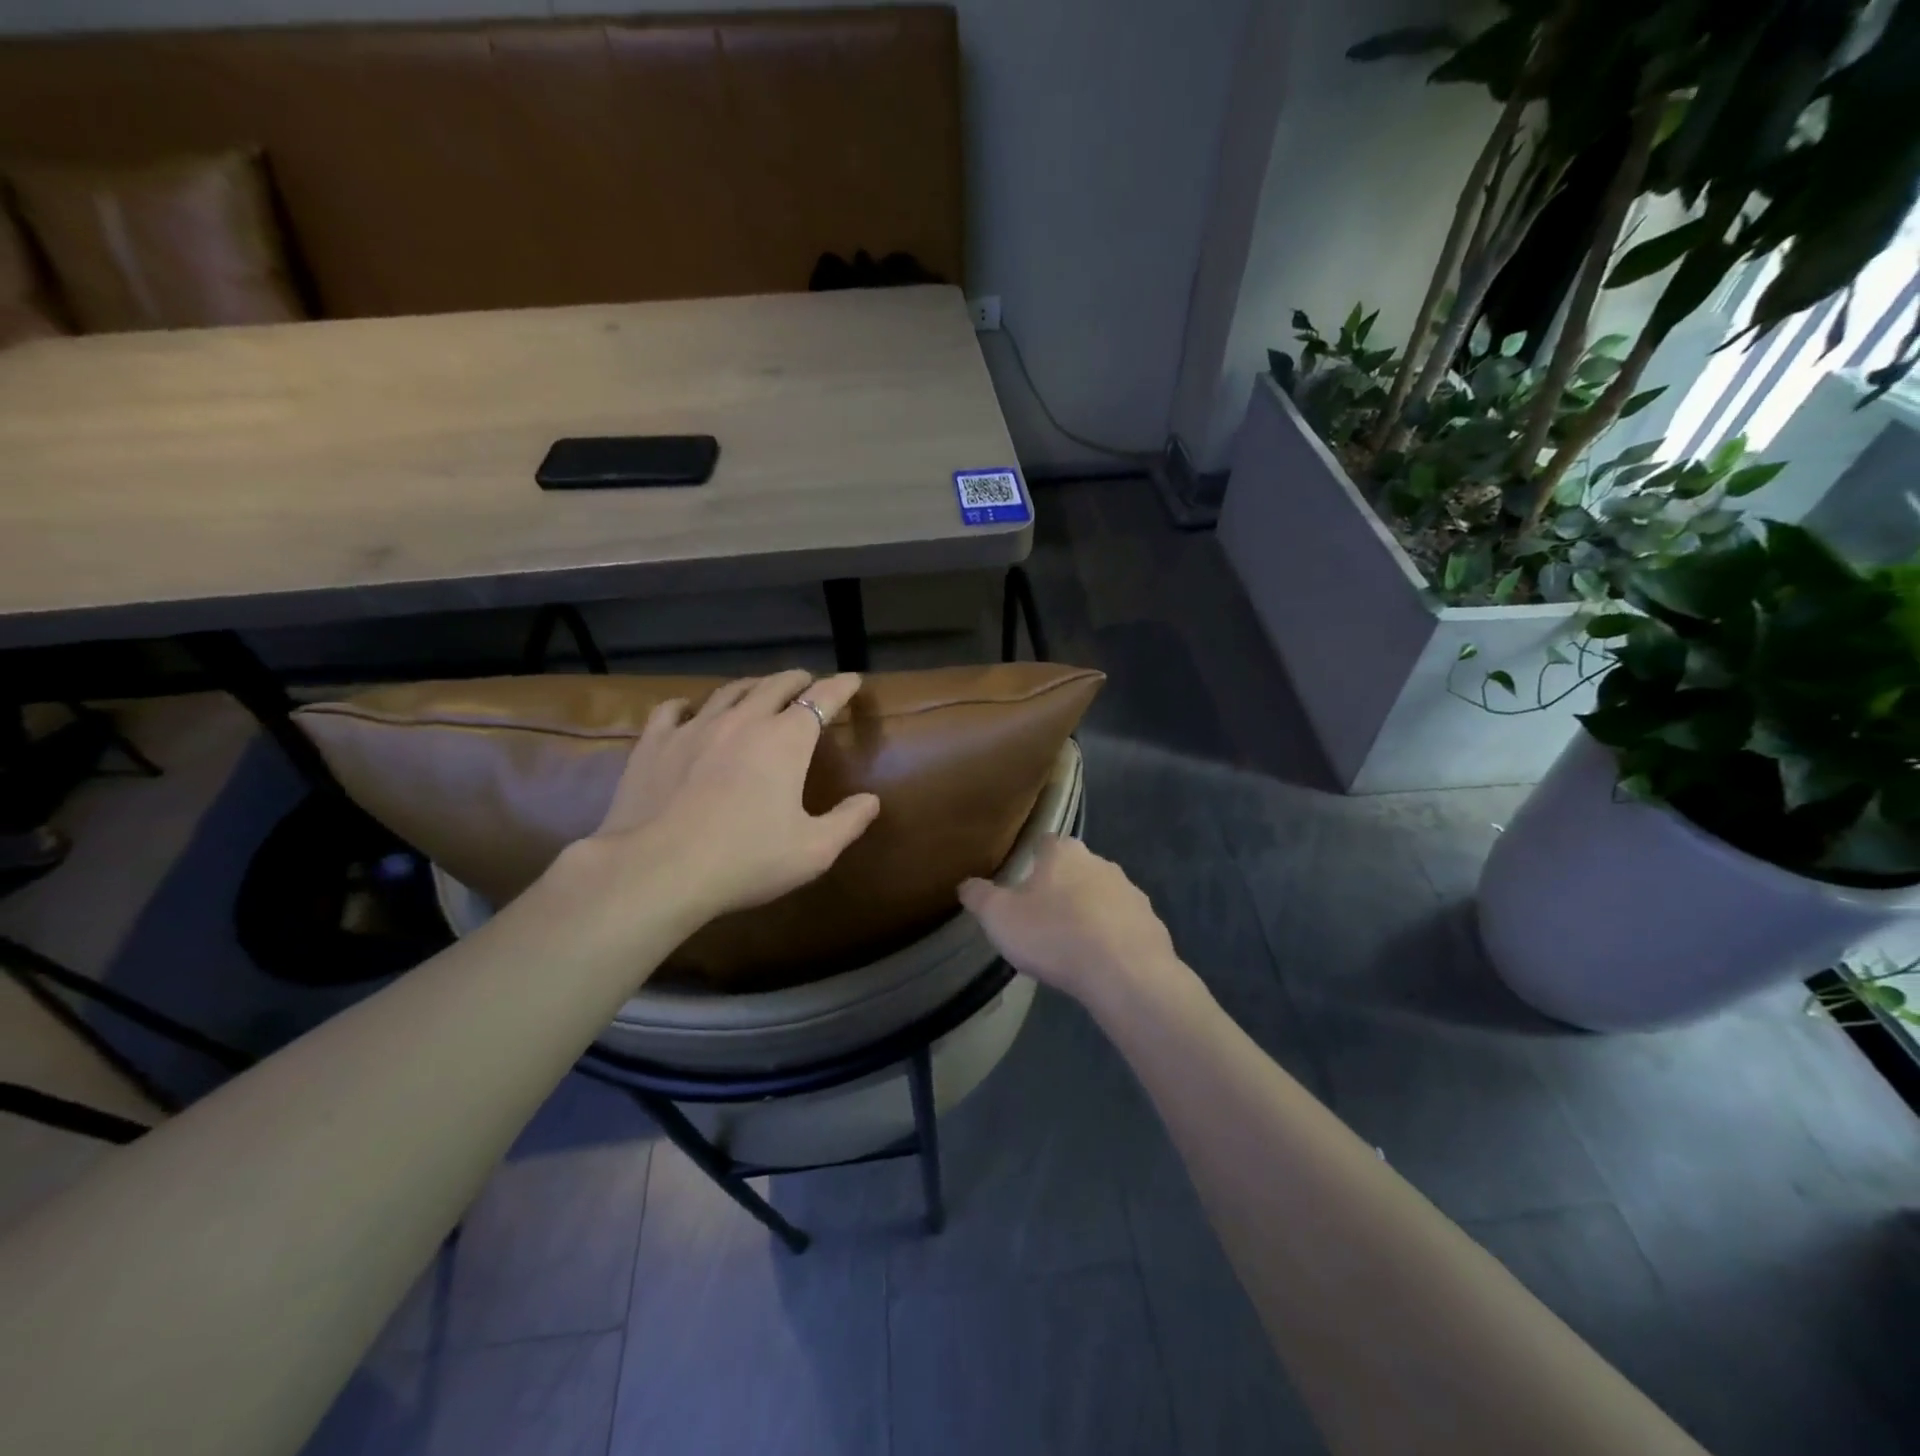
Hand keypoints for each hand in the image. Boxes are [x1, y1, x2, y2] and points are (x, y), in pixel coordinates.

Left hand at [582, 669, 879, 923]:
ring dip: (751, 687)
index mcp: (786, 740)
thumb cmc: (746, 860)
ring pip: (729, 691)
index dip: (841, 686)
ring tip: (758, 690)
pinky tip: (688, 711)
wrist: (659, 870)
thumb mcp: (814, 851)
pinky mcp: (655, 743)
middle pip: (776, 685)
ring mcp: (695, 727)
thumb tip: (871, 800)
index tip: (852, 679)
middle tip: (807, 684)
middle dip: (798, 680)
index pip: (822, 699)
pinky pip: (673, 709)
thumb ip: (848, 822)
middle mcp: (743, 720)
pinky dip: (689, 705)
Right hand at [957, 836, 1179, 1003]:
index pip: (1045, 843)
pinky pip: (1123, 925)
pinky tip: (1100, 962)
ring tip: (1071, 944)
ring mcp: (1130, 892)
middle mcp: (1101, 862)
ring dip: (1088, 912)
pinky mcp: (1151, 923)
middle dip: (1060, 888)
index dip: (1032, 859)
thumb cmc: (1054, 935)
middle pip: (1075, 869)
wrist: (1125, 973)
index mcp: (1064, 853)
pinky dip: (1111, 937)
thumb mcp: (1000, 917)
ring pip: (1102, 896)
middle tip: (1041, 918)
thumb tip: (966, 884)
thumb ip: (979, 897)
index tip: (1022, 881)